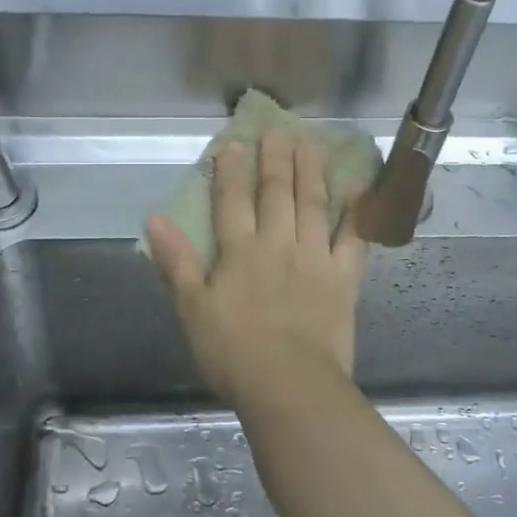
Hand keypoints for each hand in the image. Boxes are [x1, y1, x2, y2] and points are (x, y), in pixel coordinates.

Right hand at [147, 130, 367, 407]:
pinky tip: (361, 189)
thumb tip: (155, 218)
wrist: (289, 385)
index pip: (232, 202)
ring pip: (313, 206)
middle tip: (278, 131)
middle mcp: (278, 245)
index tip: (234, 143)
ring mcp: (314, 259)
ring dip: (311, 174)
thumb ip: (176, 261)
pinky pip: (353, 239)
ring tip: (312, 145)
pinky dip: (358, 213)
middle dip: (274, 161)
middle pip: (275, 195)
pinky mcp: (343, 279)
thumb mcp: (192, 309)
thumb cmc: (233, 352)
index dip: (231, 171)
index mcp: (239, 252)